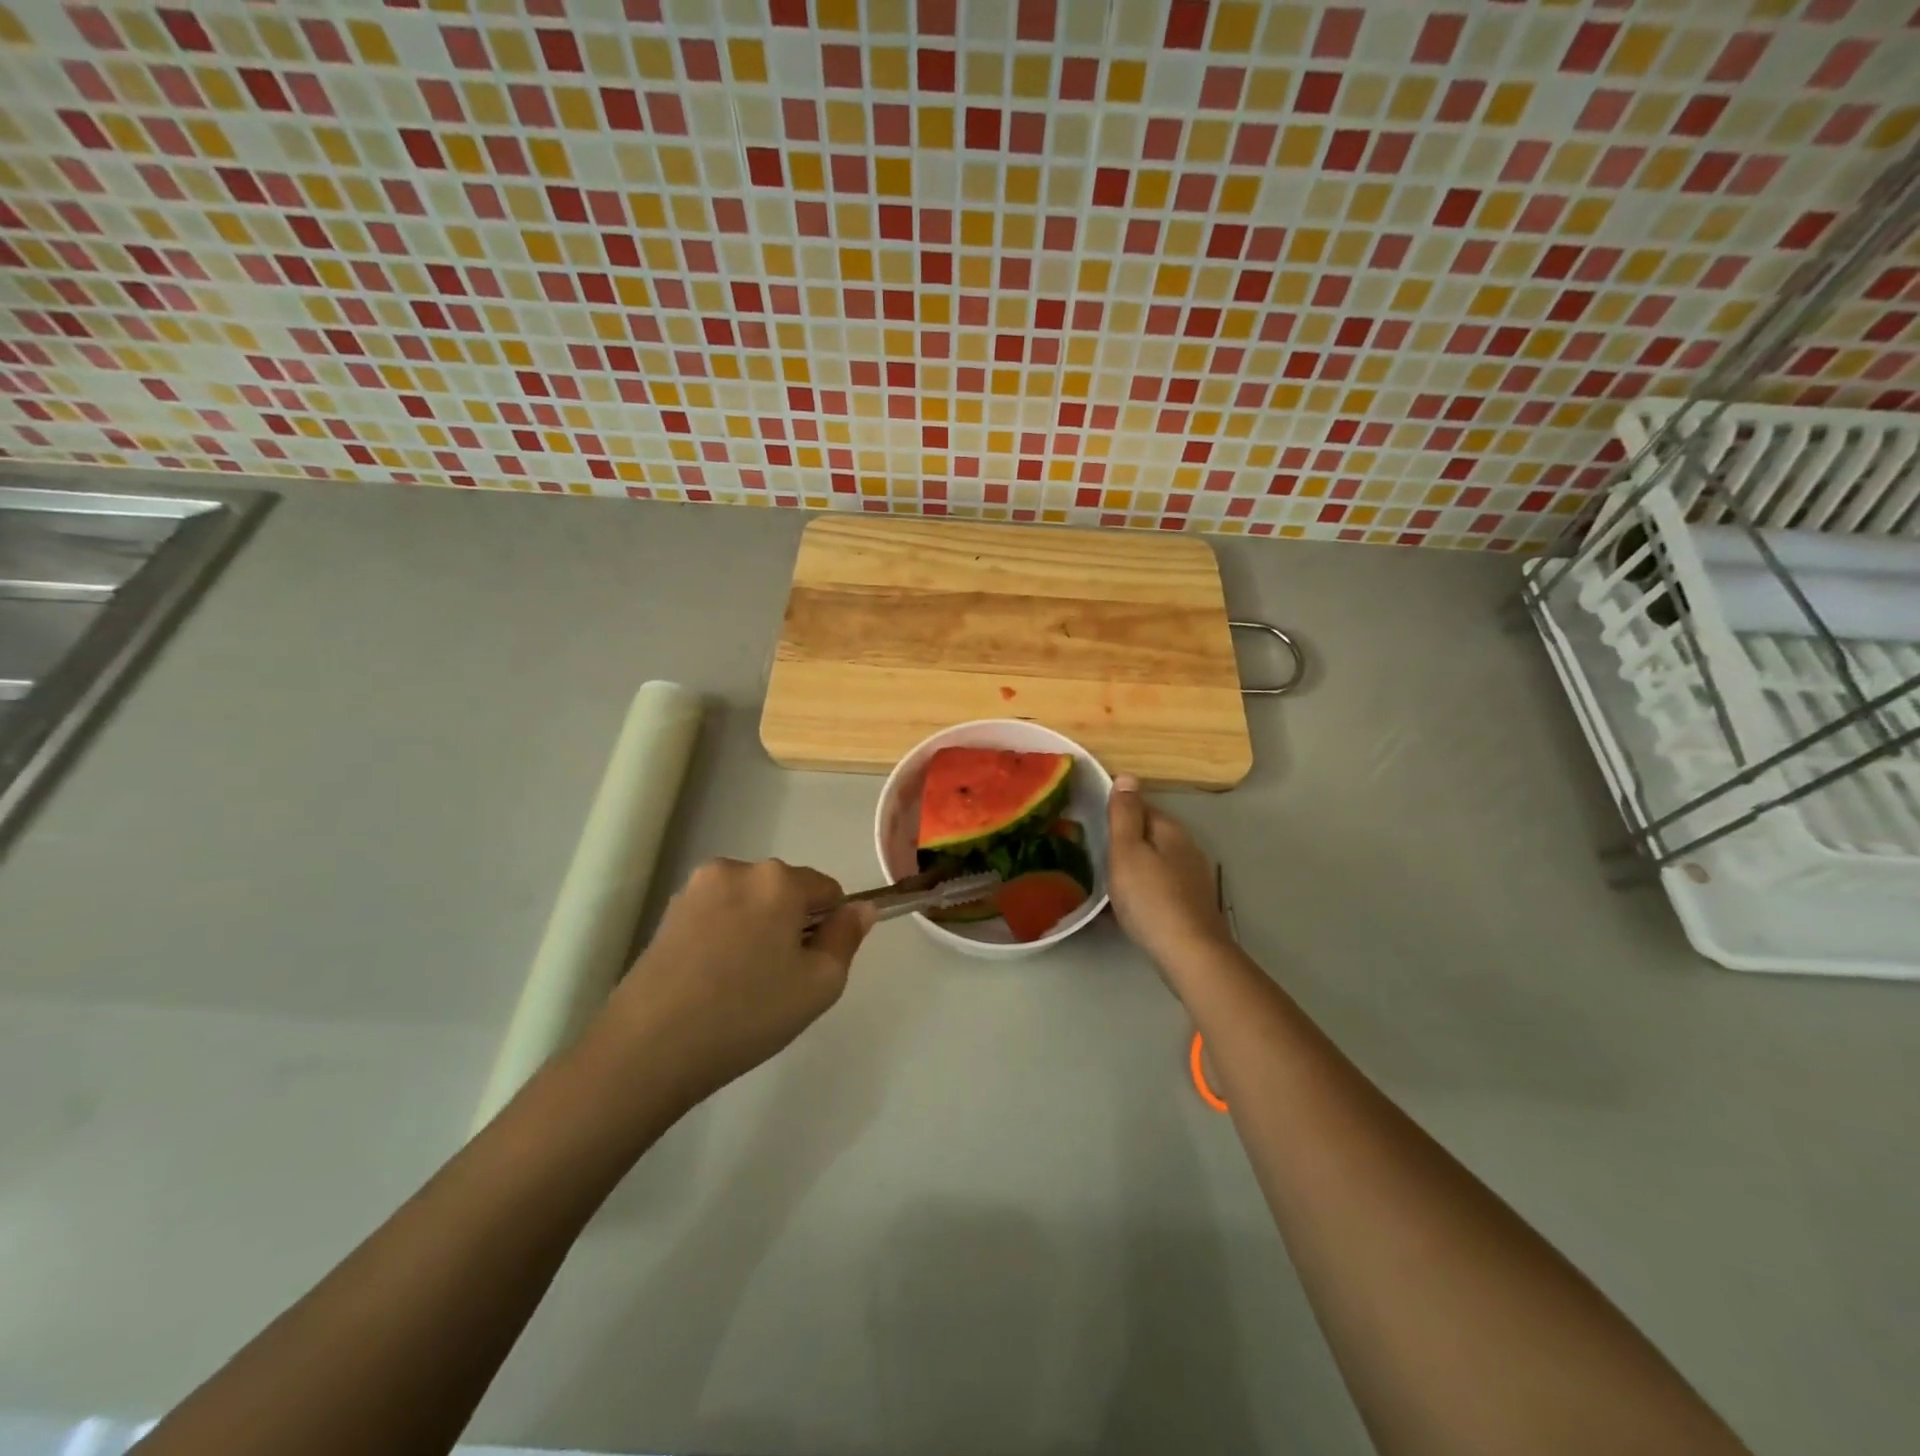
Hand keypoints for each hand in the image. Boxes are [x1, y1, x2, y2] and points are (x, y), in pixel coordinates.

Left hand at [599, 859, 875, 1102]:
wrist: (648, 1048)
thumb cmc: (747, 1013)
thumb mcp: (820, 984)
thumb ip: (847, 937)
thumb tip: (860, 908)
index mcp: (778, 879)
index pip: (828, 889)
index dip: (829, 928)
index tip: (811, 967)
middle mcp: (737, 869)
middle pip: (786, 892)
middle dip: (791, 925)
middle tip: (778, 980)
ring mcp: (697, 888)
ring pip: (750, 903)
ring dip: (757, 929)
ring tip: (740, 984)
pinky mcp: (669, 912)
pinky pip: (718, 915)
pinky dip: (726, 937)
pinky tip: (712, 981)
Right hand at [1107, 775, 1233, 976]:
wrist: (1189, 954)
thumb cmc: (1150, 898)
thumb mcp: (1127, 851)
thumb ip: (1125, 815)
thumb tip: (1128, 776)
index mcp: (1170, 830)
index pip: (1141, 806)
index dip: (1116, 812)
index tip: (1090, 823)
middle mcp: (1186, 848)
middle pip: (1148, 835)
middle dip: (1123, 841)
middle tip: (1092, 854)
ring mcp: (1192, 878)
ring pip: (1154, 862)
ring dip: (1131, 868)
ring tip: (1103, 882)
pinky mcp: (1191, 905)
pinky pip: (1158, 888)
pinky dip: (1141, 891)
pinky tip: (1125, 908)